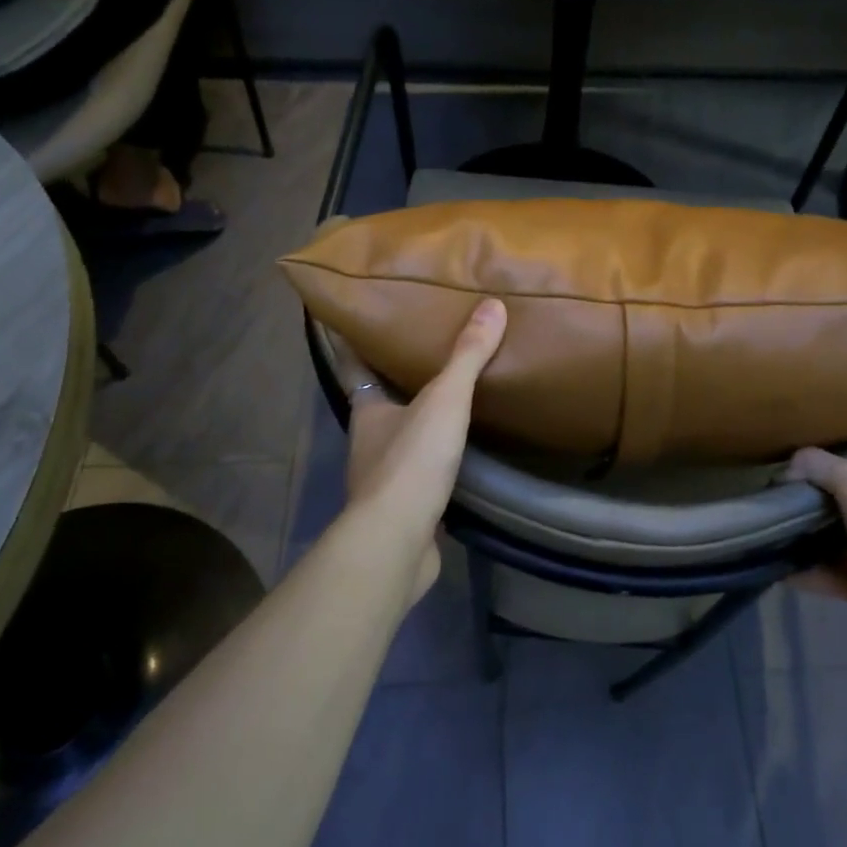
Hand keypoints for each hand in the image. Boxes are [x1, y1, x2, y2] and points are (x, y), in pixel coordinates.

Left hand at [335, 300, 507, 599]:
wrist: (398, 541)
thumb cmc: (411, 461)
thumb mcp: (444, 400)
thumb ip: (467, 356)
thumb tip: (492, 305)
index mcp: (367, 410)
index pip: (355, 366)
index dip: (355, 342)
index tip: (362, 318)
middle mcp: (368, 440)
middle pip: (379, 400)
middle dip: (396, 378)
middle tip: (426, 350)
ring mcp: (383, 478)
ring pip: (398, 437)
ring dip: (416, 420)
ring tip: (449, 397)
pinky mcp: (402, 508)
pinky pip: (418, 471)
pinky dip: (432, 458)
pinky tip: (457, 452)